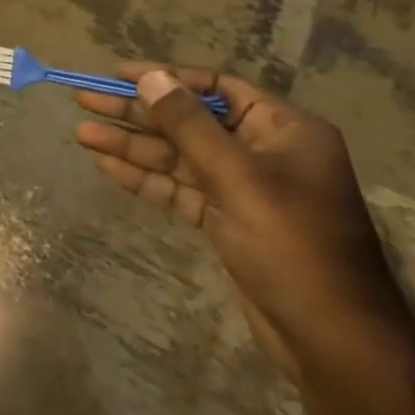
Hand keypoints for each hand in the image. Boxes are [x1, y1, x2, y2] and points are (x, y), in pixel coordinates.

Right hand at [73, 63, 407, 375]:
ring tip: (82, 134)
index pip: (215, 86)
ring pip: (178, 156)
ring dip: (133, 146)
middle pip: (190, 121)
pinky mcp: (226, 220)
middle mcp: (263, 150)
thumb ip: (189, 125)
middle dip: (138, 113)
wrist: (331, 340)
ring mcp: (243, 187)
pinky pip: (180, 188)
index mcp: (283, 129)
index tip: (116, 74)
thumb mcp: (238, 178)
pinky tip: (107, 165)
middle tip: (85, 102)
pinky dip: (145, 178)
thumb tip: (150, 77)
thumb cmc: (292, 246)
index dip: (165, 78)